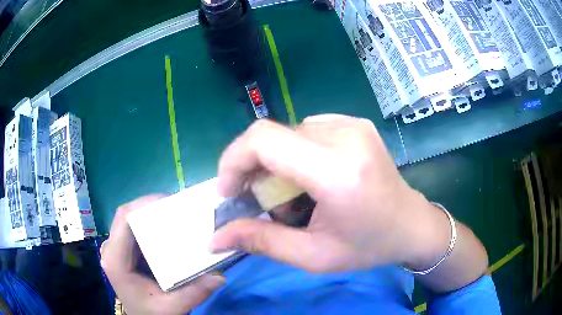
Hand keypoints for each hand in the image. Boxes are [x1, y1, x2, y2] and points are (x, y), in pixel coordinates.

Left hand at [101, 196, 224, 314]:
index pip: (124, 220)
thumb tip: (220, 276)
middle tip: (177, 208)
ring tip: (174, 214)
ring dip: (150, 214)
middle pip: (126, 215)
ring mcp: (116, 247)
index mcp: (116, 261)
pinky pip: (133, 227)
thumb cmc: (152, 313)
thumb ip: (194, 293)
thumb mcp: (173, 308)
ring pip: (130, 219)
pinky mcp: (123, 249)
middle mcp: (111, 249)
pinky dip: (149, 223)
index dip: (143, 205)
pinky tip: (165, 227)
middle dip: (150, 207)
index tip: (169, 202)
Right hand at [210, 114, 486, 291]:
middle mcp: (345, 135)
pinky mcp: (354, 122)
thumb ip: (261, 242)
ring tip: (292, 195)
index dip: (234, 160)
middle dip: (252, 168)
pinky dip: (295, 154)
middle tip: (259, 201)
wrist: (412, 224)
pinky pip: (306, 130)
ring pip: (287, 133)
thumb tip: (215, 238)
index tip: (229, 192)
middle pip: (271, 135)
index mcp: (338, 171)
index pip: (264, 140)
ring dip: (276, 163)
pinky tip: (311, 178)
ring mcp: (352, 123)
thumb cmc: (368, 247)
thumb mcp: (314, 256)